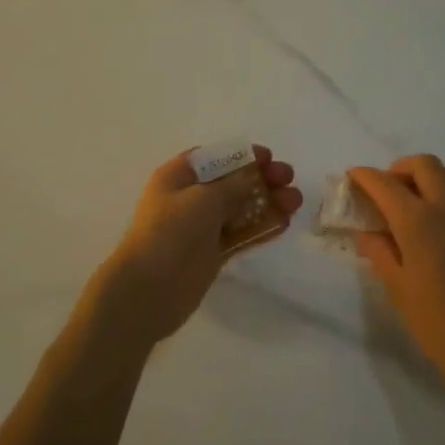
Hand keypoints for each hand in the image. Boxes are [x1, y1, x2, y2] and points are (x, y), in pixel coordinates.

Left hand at [85, 147, 302, 347]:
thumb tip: (252, 176)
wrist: (149, 289)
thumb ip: (233, 185)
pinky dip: (261, 227)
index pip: (214, 158)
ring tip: (295, 201)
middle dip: (260, 179)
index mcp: (177, 176)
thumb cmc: (171, 231)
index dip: (241, 155)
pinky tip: (284, 222)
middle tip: (288, 179)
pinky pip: (240, 234)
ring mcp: (200, 228)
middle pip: (230, 183)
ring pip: (239, 209)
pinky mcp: (211, 253)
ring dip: (267, 203)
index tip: (268, 158)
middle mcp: (188, 198)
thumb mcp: (203, 198)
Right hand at [348, 156, 444, 426]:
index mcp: (419, 223)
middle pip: (424, 165)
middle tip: (387, 189)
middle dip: (399, 168)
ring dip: (432, 175)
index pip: (385, 184)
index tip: (354, 176)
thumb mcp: (399, 290)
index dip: (365, 176)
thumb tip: (368, 232)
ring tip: (419, 199)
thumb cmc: (440, 326)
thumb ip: (380, 252)